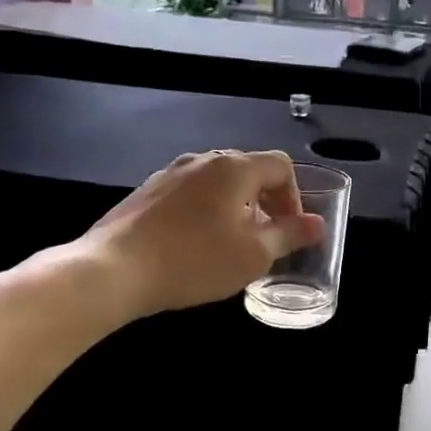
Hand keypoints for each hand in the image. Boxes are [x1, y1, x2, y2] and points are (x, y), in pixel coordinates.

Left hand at [80, 150, 325, 318]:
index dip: (294, 196)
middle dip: (265, 202)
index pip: (280, 166)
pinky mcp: (146, 192)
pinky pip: (190, 194)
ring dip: (235, 207)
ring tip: (232, 244)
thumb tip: (317, 224)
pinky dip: (206, 212)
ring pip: (217, 183)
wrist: (114, 270)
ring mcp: (170, 173)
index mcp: (233, 167)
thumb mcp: (253, 255)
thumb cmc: (194, 260)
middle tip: (266, 238)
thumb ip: (289, 235)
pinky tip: (196, 246)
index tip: (290, 229)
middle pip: (248, 170)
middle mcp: (202, 160)